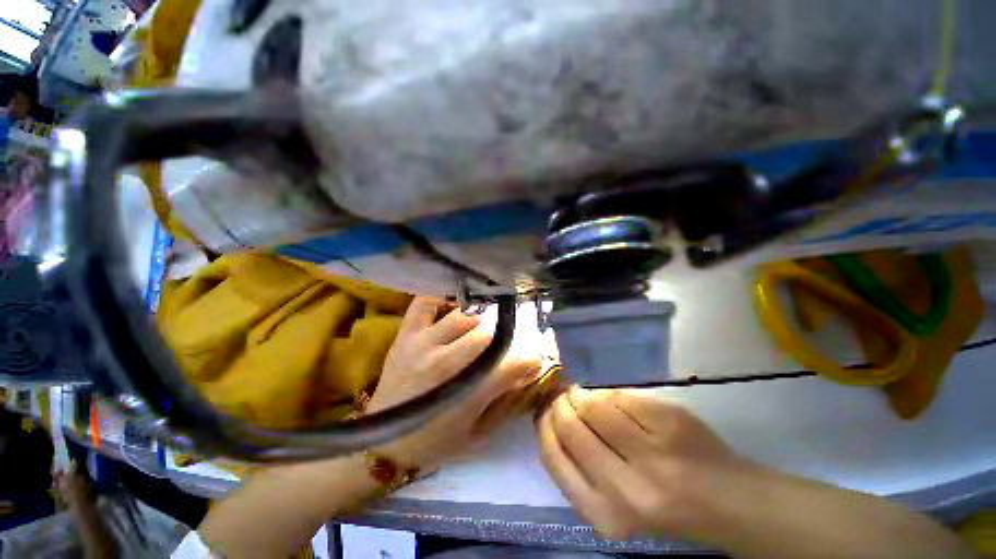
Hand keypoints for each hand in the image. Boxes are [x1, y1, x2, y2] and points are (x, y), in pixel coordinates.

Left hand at [368, 297, 541, 469]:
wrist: (382, 442)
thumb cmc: (434, 442)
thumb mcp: (477, 430)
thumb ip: (505, 399)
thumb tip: (529, 372)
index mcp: (465, 394)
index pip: (511, 363)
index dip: (529, 359)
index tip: (533, 359)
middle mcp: (444, 363)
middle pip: (488, 334)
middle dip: (504, 337)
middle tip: (506, 341)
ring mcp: (422, 343)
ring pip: (463, 315)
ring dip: (479, 318)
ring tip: (483, 325)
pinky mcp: (405, 334)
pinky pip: (425, 302)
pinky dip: (442, 297)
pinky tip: (454, 305)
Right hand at [537, 387, 747, 539]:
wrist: (727, 502)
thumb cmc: (661, 505)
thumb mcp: (610, 503)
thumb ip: (576, 466)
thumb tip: (550, 415)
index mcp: (605, 513)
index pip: (554, 456)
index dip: (545, 425)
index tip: (544, 410)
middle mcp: (626, 488)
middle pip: (571, 425)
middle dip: (561, 404)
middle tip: (564, 397)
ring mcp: (652, 454)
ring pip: (594, 404)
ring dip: (582, 394)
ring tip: (584, 395)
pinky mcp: (669, 423)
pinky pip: (620, 395)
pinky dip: (610, 394)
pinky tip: (613, 399)